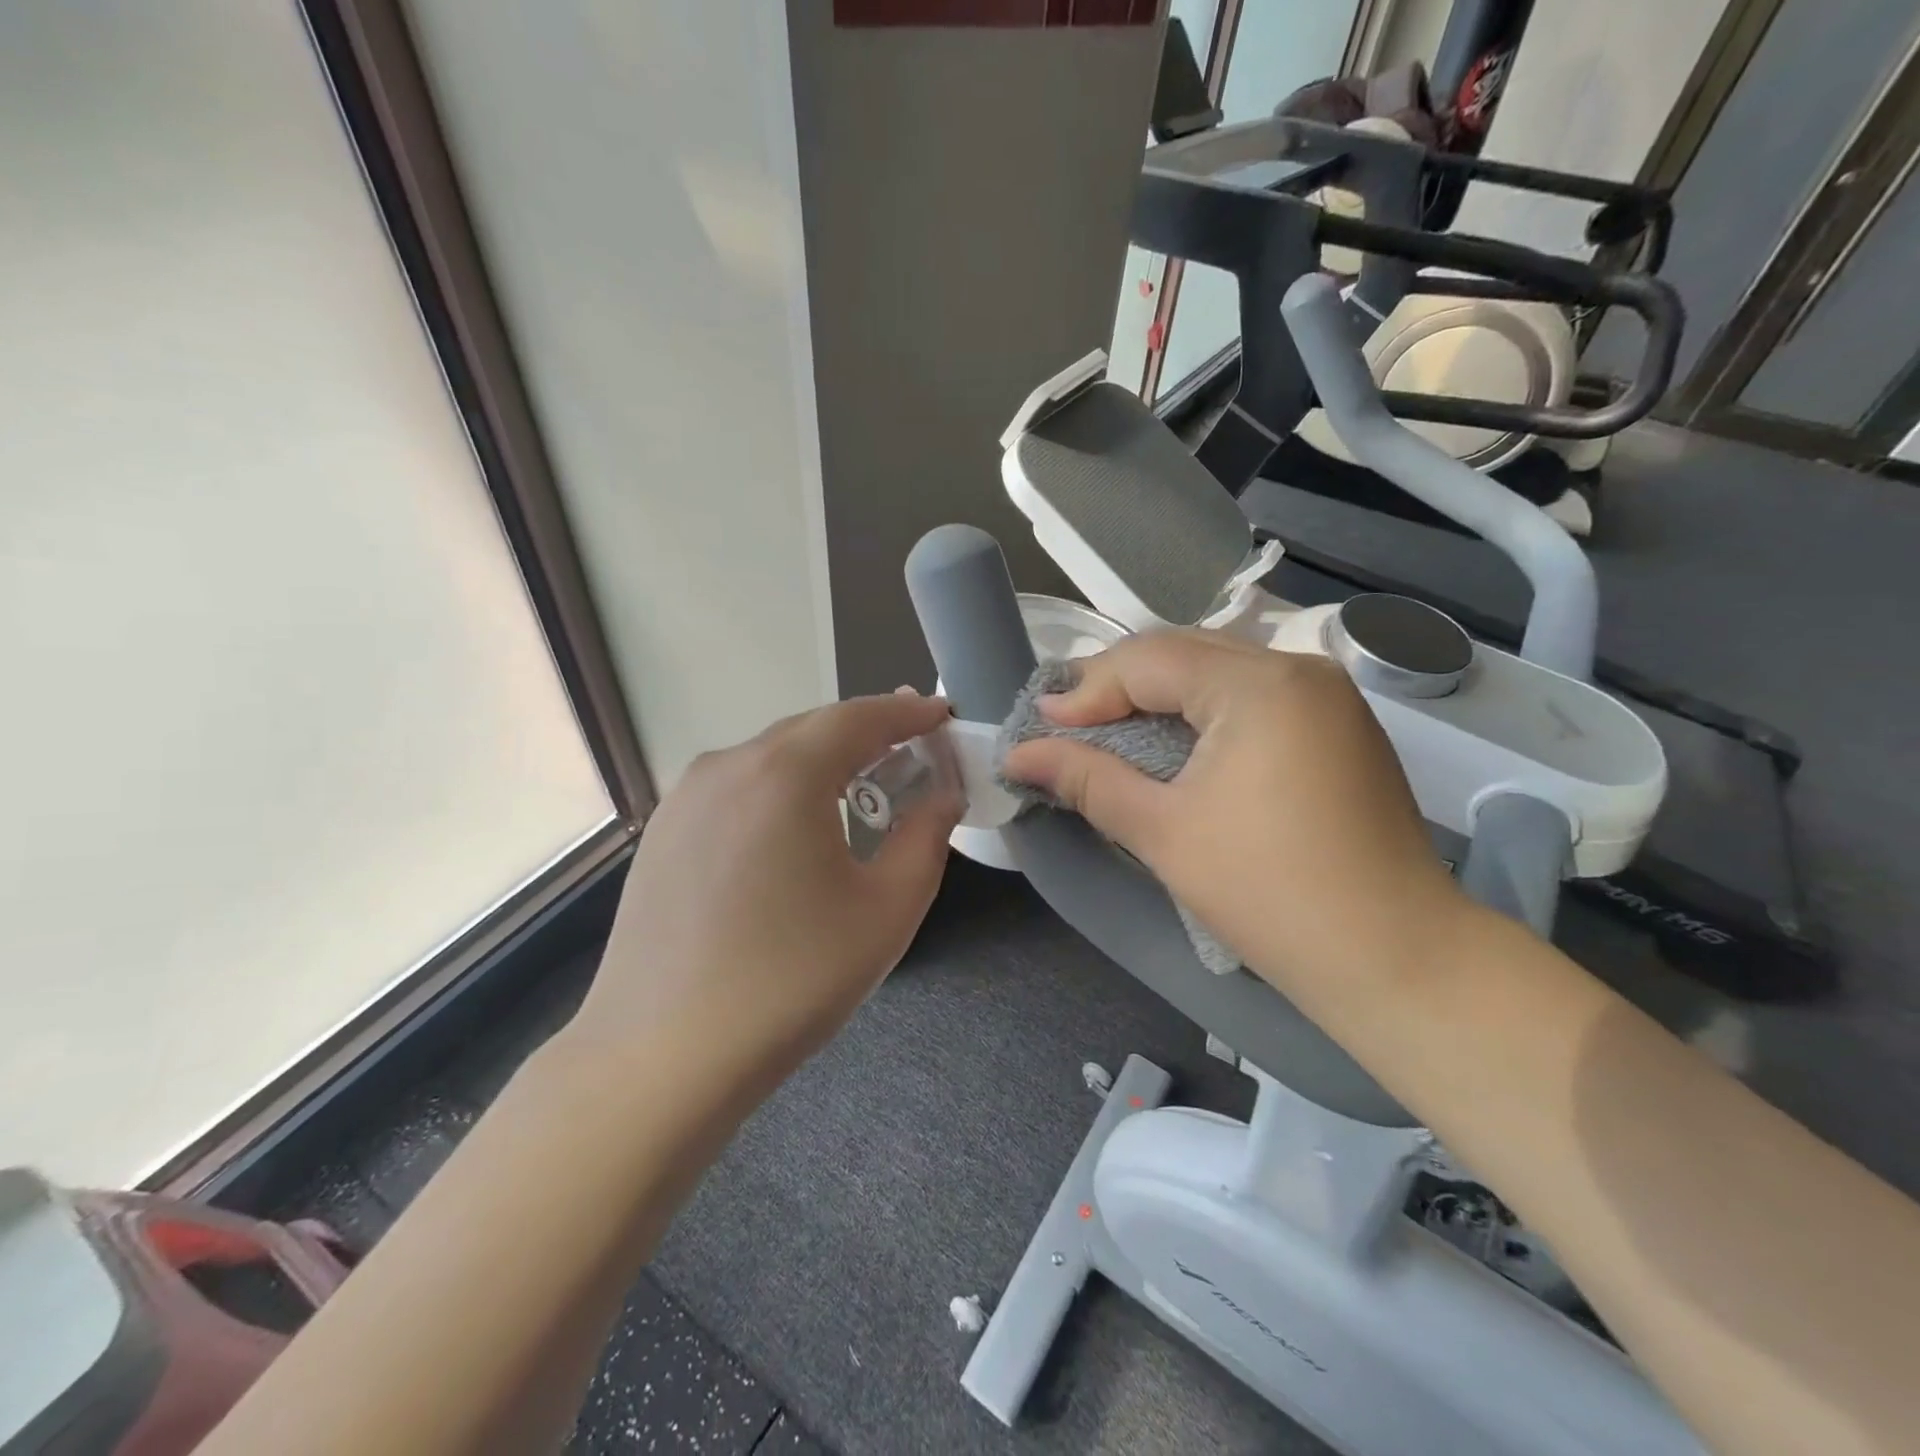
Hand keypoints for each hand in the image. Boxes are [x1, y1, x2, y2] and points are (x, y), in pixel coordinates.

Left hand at [565, 692, 960, 1106]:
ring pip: (769, 757)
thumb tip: (943, 793)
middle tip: (910, 746)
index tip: (941, 715)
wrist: (663, 1057)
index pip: (859, 717)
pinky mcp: (662, 832)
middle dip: (867, 732)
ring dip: (821, 761)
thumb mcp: (888, 908)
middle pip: (812, 729)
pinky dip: (779, 788)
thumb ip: (927, 835)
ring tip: (859, 784)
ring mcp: (685, 797)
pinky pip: (736, 788)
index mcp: (785, 773)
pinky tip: (792, 827)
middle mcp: (728, 766)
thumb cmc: (793, 979)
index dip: (907, 713)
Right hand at [1001, 630, 1465, 997]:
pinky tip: (1172, 744)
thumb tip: (1020, 753)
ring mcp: (1327, 696)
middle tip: (1065, 726)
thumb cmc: (1269, 894)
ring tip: (1107, 731)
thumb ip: (1087, 779)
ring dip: (1158, 697)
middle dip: (1118, 686)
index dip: (1086, 689)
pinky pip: (1252, 697)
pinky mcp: (1338, 726)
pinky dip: (1201, 712)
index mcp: (1260, 684)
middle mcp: (1299, 669)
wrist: (1397, 959)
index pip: (1150, 659)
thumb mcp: (1163, 831)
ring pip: (1218, 672)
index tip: (1039, 728)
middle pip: (1184, 654)